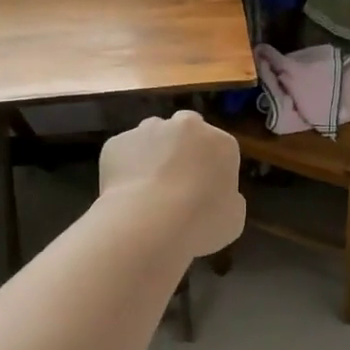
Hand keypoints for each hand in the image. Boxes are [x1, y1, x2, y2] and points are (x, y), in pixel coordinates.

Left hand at [98, 112, 244, 258]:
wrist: (149, 222)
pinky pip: (124, 152)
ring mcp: (148, 130)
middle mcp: (186, 126)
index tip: (204, 191)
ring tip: (146, 188)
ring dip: (152, 153)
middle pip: (186, 130)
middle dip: (182, 148)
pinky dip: (124, 167)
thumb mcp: (233, 218)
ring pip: (152, 136)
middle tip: (175, 181)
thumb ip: (228, 199)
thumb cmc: (201, 222)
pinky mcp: (117, 142)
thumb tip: (217, 196)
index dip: (211, 169)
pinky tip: (124, 193)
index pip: (220, 148)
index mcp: (221, 143)